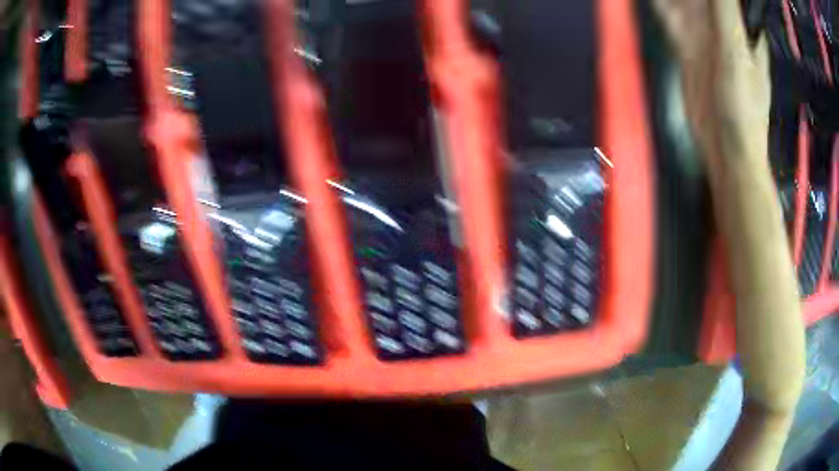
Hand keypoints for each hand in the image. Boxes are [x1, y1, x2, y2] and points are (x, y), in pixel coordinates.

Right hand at [654, 0, 770, 174]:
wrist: (726, 147)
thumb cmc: (742, 105)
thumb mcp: (736, 53)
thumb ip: (725, 11)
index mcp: (743, 27)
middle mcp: (724, 26)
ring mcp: (705, 35)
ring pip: (686, 2)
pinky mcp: (687, 47)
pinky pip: (672, 16)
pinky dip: (661, 4)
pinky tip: (655, 0)